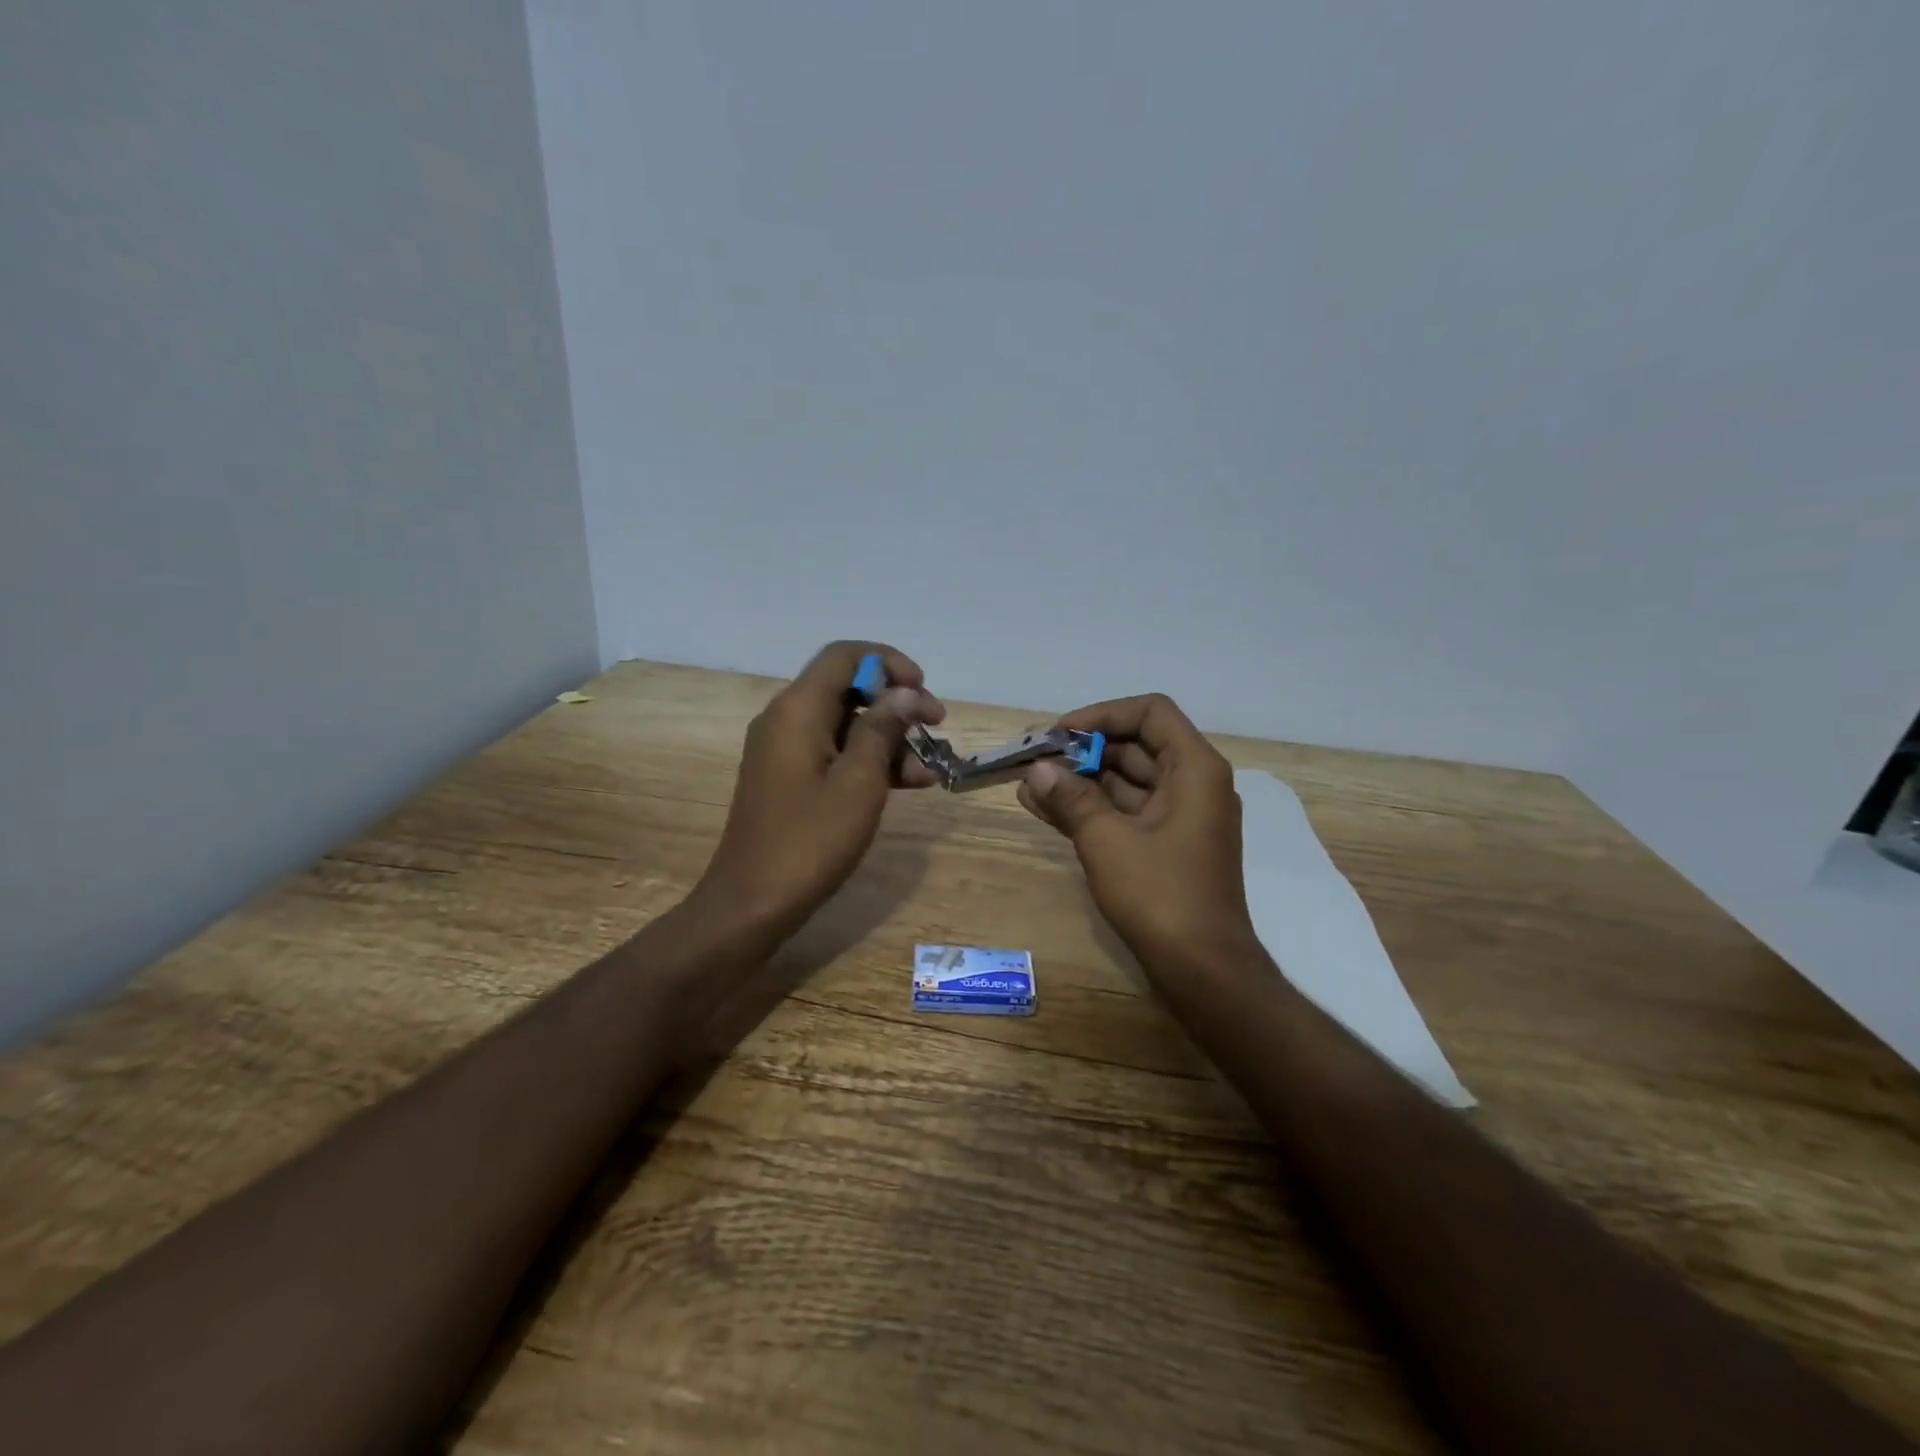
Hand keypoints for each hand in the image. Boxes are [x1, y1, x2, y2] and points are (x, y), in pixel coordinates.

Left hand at [697, 641, 944, 939]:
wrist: (751, 903)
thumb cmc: (809, 841)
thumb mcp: (859, 783)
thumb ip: (882, 730)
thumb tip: (904, 693)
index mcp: (797, 710)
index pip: (844, 656)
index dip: (888, 662)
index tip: (923, 690)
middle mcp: (786, 720)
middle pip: (847, 689)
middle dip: (896, 703)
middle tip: (937, 727)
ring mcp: (785, 751)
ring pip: (845, 724)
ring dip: (889, 738)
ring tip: (930, 768)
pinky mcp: (790, 778)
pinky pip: (834, 753)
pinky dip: (869, 762)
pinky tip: (908, 784)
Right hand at [1017, 694, 1256, 973]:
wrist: (1203, 971)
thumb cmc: (1161, 896)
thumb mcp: (1108, 841)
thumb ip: (1071, 799)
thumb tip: (1038, 769)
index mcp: (1195, 769)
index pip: (1150, 712)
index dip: (1102, 715)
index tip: (1060, 733)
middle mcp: (1193, 784)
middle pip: (1135, 746)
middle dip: (1084, 750)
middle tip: (1037, 759)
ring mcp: (1180, 817)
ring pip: (1126, 782)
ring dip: (1080, 782)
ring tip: (1029, 784)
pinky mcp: (1165, 846)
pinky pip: (1125, 812)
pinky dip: (1091, 809)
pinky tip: (1044, 808)